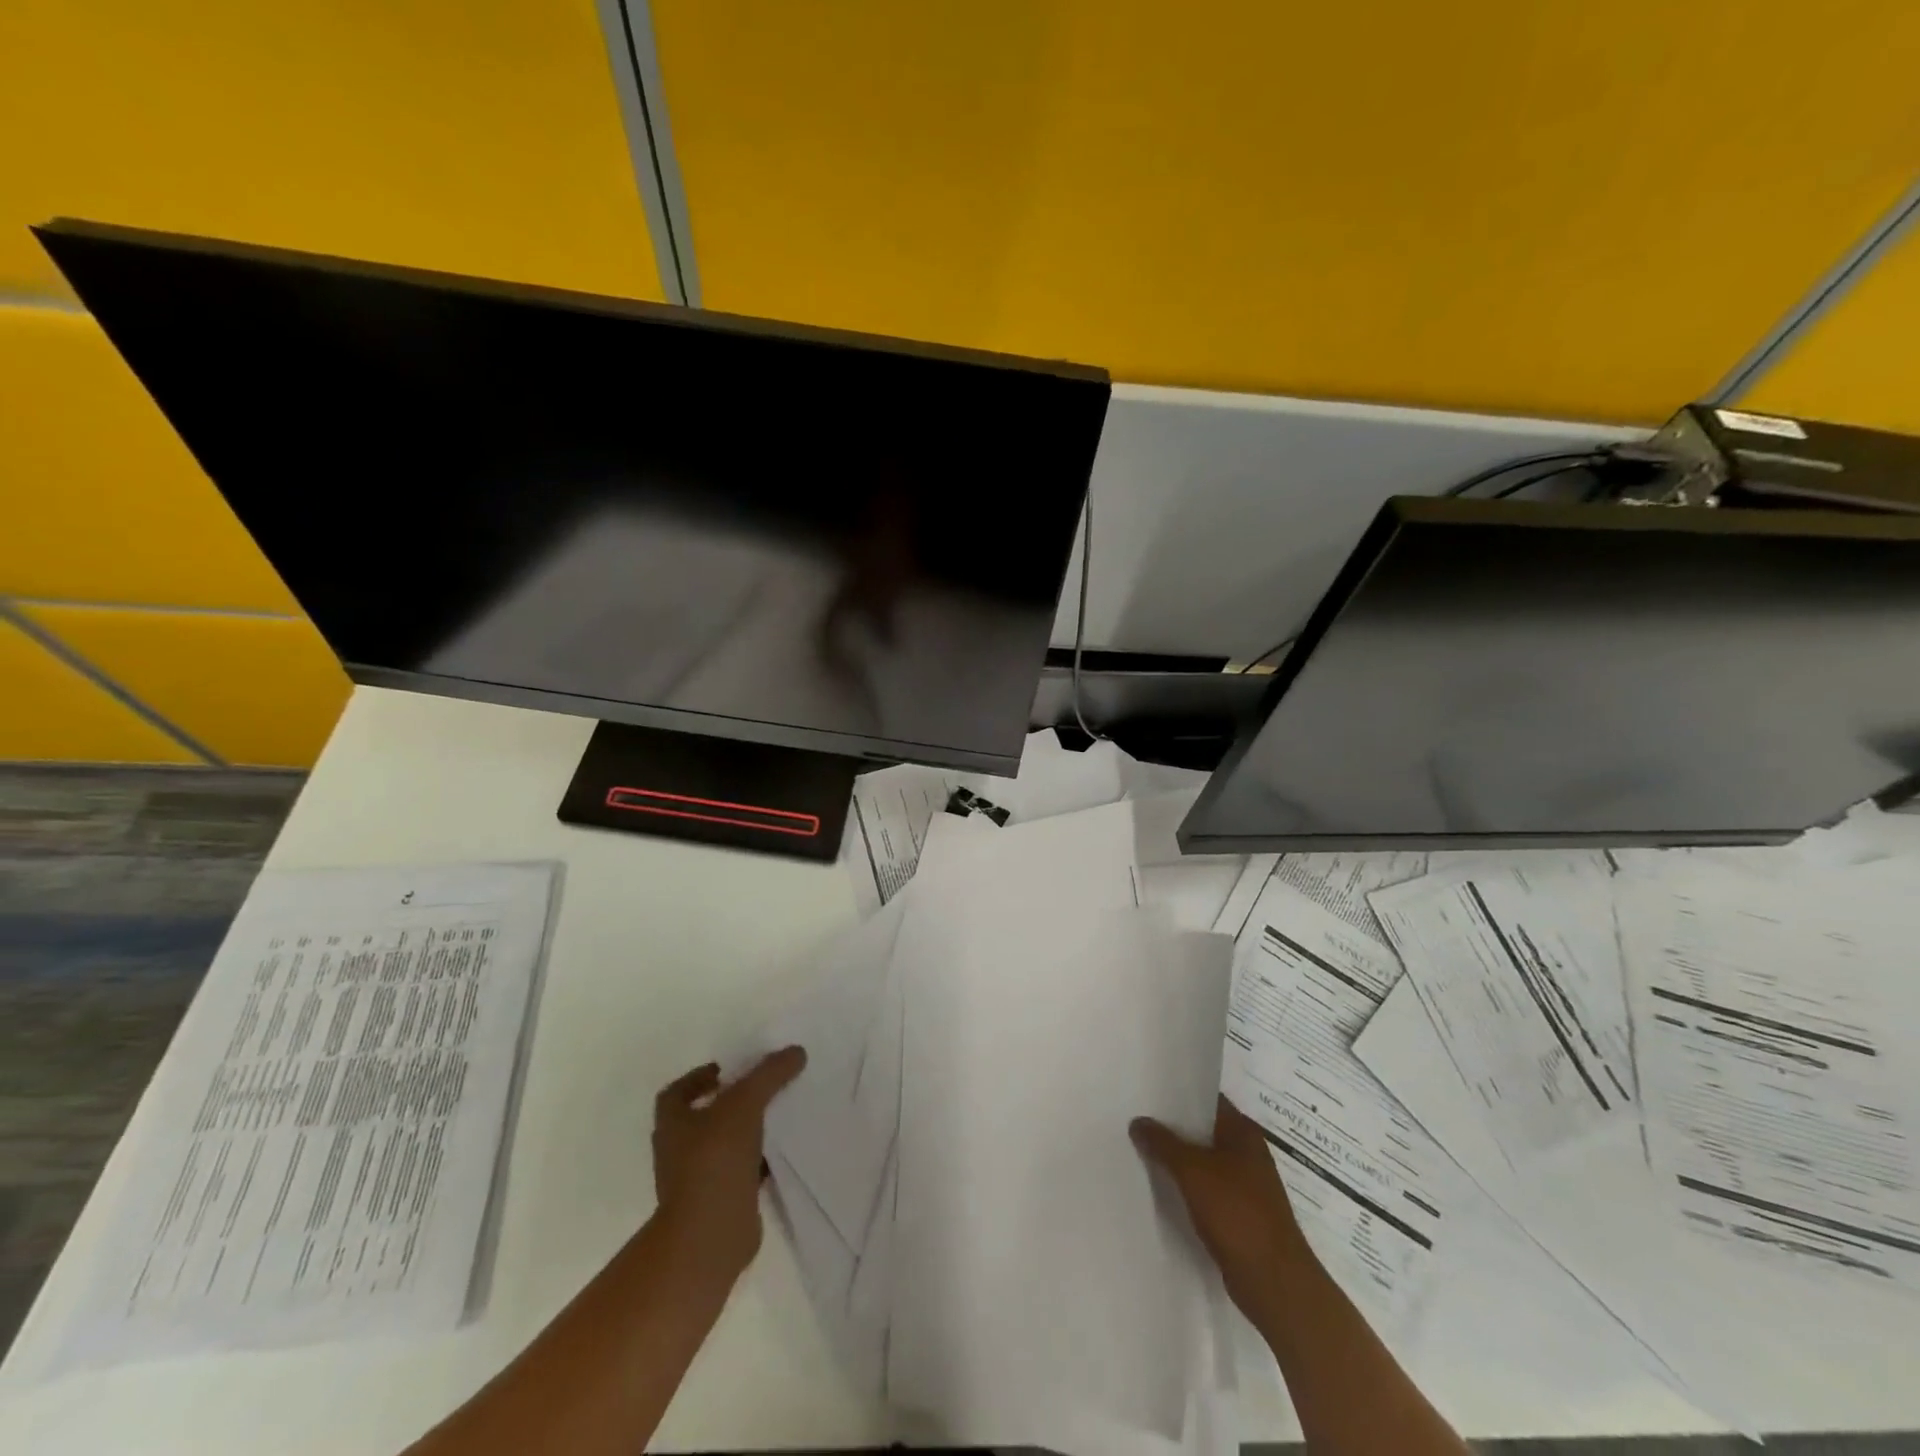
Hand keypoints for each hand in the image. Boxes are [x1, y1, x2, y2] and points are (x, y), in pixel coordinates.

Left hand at [651, 1048, 805, 1280]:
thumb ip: (770, 1073)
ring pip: (724, 1144)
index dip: (699, 1077)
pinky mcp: (718, 1202)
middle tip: (762, 1087)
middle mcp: (678, 1150)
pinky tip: (782, 1151)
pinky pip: (740, 1171)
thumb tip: (796, 1051)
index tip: (728, 1070)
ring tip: (778, 1113)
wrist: (710, 1236)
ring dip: (746, 1131)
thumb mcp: (745, 1104)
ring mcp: (696, 1180)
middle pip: (702, 1117)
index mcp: (671, 1124)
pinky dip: (757, 1160)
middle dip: (730, 1102)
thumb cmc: (715, 1161)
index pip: (677, 1091)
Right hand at [1131, 1095, 1312, 1324]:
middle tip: (1134, 1117)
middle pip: (1203, 1130)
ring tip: (1139, 1149)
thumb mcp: (1193, 1171)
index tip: (1146, 1090)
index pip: (1206, 1100)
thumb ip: (1163, 1143)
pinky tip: (1160, 1188)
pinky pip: (1206, 1189)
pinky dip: (1186, 1187)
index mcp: (1242, 1132)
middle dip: (1172, 1127)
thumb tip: (1138, 1122)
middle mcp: (1247, 1152)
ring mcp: (1245, 1185)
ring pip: (1203, 1161)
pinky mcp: (1239, 1215)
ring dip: (1177, 1159)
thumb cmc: (1237, 1213)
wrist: (1274, 1282)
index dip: (1178, 1093)